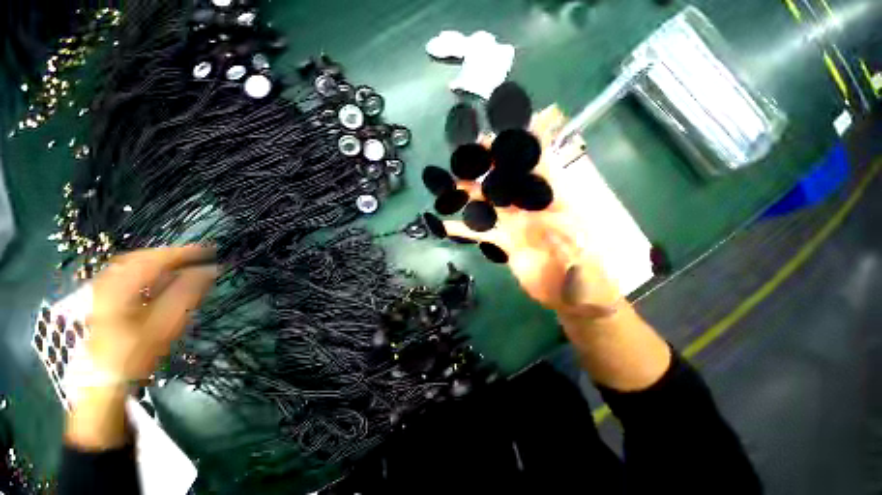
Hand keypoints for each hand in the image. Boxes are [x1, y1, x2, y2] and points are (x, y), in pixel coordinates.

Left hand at [87, 245, 217, 380]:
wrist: (105, 378)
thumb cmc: (137, 354)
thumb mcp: (166, 326)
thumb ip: (186, 294)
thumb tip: (209, 270)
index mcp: (121, 290)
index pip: (154, 260)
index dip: (182, 253)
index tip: (208, 251)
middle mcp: (107, 283)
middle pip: (140, 257)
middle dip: (169, 254)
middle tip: (195, 256)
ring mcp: (100, 289)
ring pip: (131, 263)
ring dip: (157, 260)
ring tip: (180, 264)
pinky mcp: (100, 296)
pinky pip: (123, 272)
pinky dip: (144, 268)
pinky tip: (157, 276)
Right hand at [443, 107, 622, 319]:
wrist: (570, 295)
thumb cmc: (585, 272)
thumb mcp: (583, 249)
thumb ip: (564, 231)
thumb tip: (541, 218)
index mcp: (554, 202)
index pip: (539, 168)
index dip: (524, 149)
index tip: (505, 133)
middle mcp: (531, 208)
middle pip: (507, 181)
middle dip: (490, 164)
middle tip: (468, 151)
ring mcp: (515, 224)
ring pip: (489, 203)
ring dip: (471, 193)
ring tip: (451, 184)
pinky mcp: (504, 241)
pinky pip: (481, 233)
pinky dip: (463, 229)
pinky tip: (445, 225)